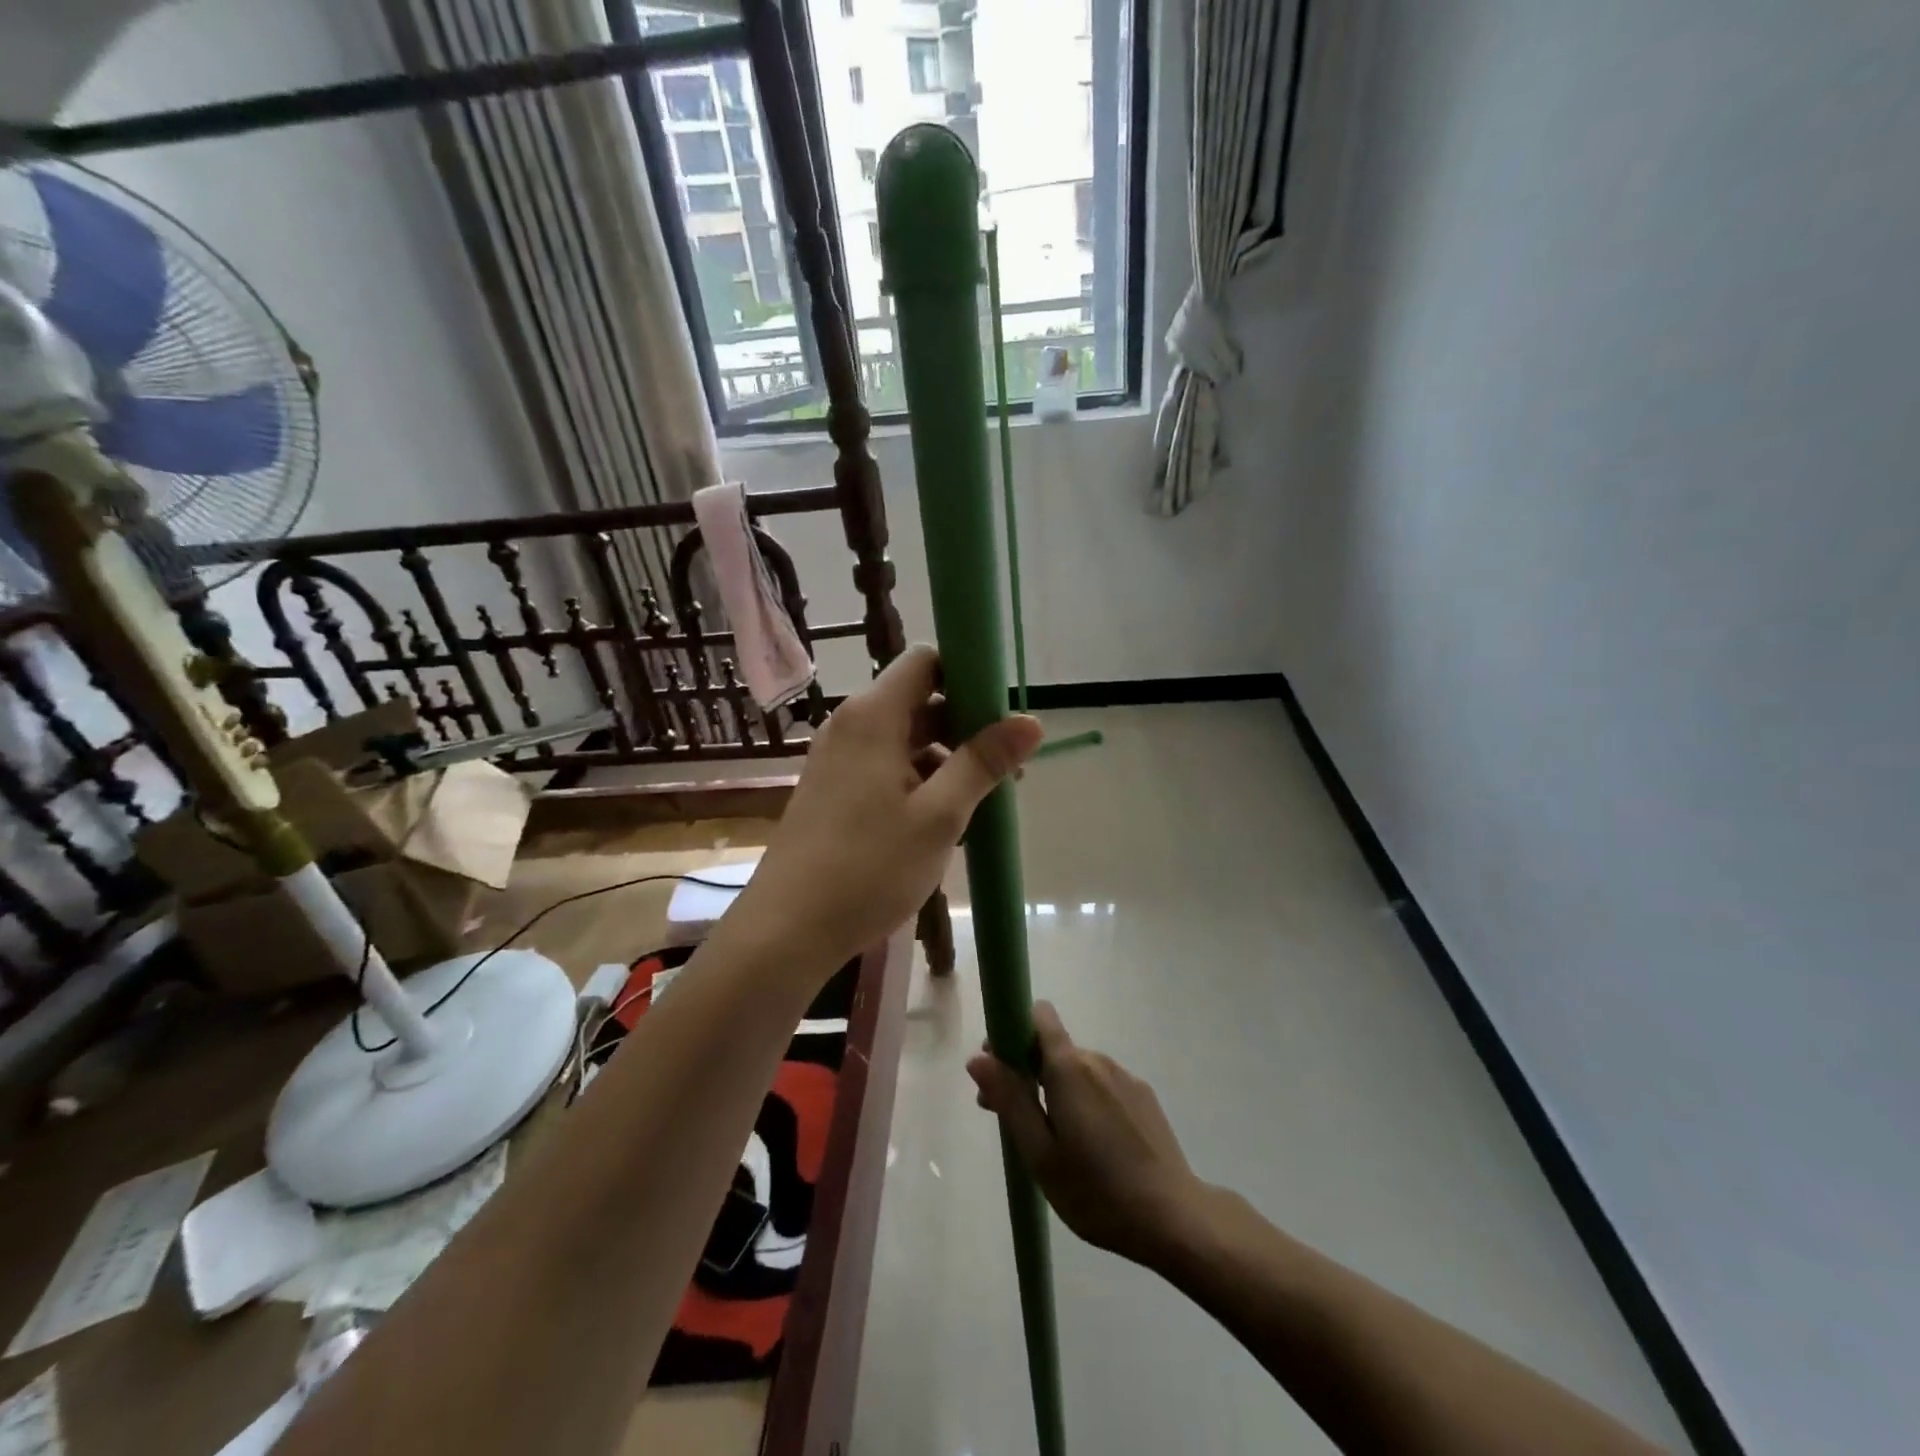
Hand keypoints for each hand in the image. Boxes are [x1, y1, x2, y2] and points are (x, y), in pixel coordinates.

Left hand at [735, 644, 1042, 974]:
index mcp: (873, 717)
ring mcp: (837, 759)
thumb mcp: (939, 816)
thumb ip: (983, 762)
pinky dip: (918, 780)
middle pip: (918, 701)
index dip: (967, 674)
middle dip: (966, 727)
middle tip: (1006, 770)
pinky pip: (884, 766)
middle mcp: (850, 725)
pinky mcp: (832, 789)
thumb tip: (1032, 720)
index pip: (925, 661)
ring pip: (904, 739)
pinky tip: (940, 822)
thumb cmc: (869, 868)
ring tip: (980, 805)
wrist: (787, 929)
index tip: (1002, 712)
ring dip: (945, 760)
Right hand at [968, 1002, 1206, 1267]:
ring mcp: (1125, 1077)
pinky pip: (1102, 1085)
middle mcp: (1097, 1060)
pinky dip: (1085, 1101)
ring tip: (1053, 1141)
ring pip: (1077, 1069)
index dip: (1013, 1031)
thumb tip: (978, 1057)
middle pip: (1053, 1047)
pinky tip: (1091, 1146)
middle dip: (1027, 1071)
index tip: (1000, 1067)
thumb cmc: (1097, 1191)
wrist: (1174, 1218)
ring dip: (1056, 1089)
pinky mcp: (1143, 1097)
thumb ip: (1010, 1100)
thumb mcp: (1040, 1153)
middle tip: (1013, 1120)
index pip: (1039, 1016)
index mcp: (1069, 1068)